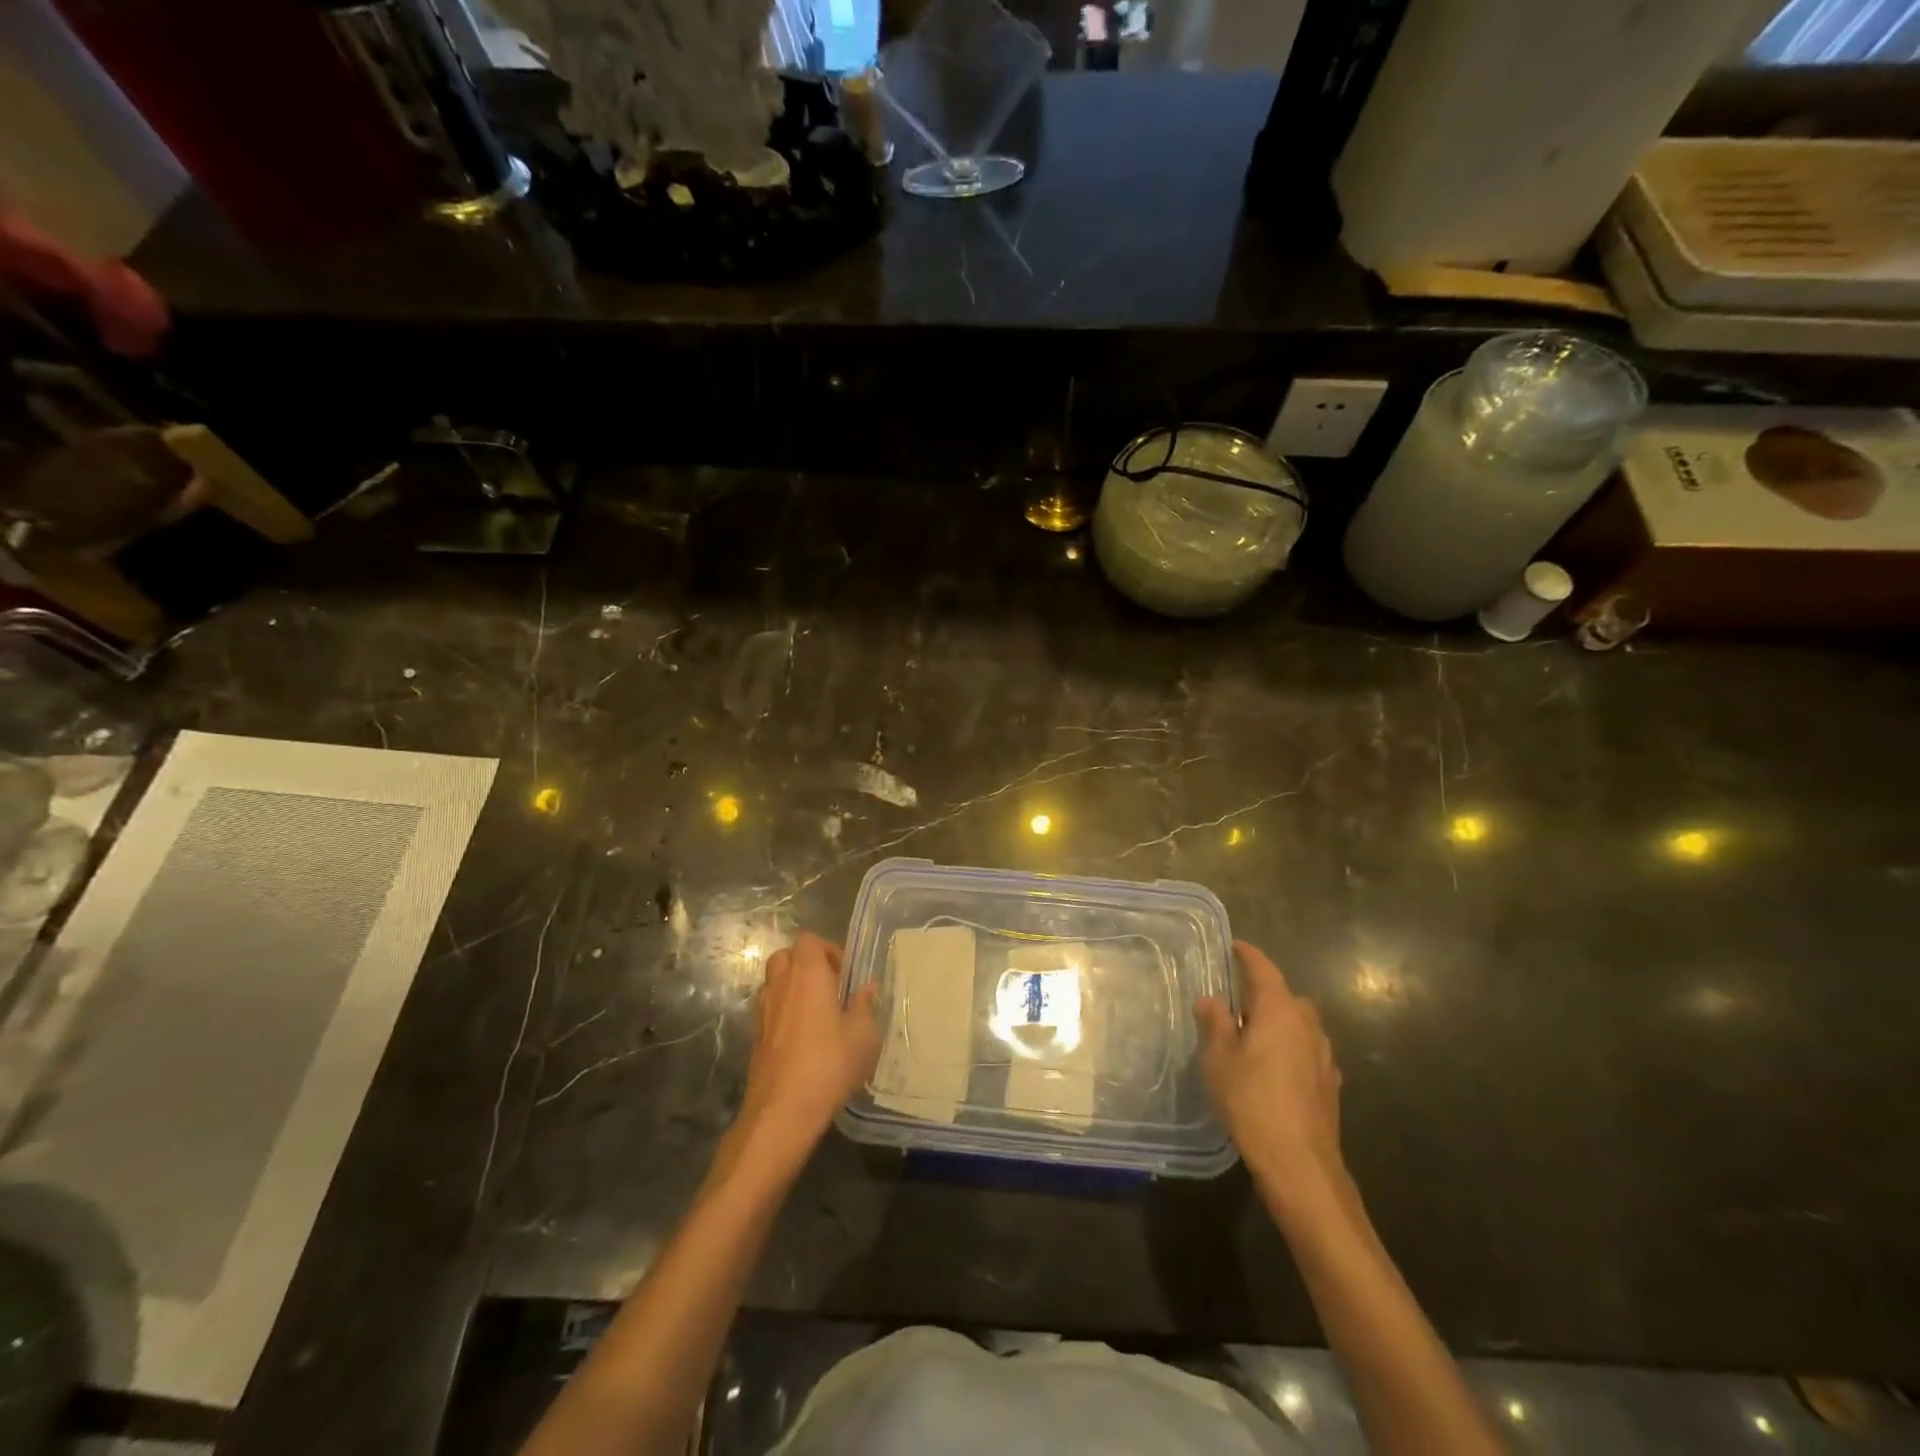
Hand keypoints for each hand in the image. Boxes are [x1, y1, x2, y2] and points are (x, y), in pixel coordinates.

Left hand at [730, 932, 880, 1178]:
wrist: (782, 1111)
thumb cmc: (829, 1065)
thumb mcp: (863, 1036)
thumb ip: (865, 1006)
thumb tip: (868, 987)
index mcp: (808, 975)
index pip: (808, 940)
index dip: (827, 949)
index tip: (844, 974)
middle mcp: (781, 985)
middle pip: (786, 956)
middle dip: (806, 965)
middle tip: (830, 988)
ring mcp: (763, 1011)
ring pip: (774, 982)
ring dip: (793, 988)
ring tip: (817, 1013)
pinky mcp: (755, 1037)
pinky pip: (769, 1009)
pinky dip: (783, 1012)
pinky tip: (803, 1038)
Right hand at [1196, 942, 1345, 1208]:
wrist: (1299, 1162)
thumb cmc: (1252, 1101)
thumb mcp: (1219, 1059)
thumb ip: (1216, 1023)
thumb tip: (1211, 999)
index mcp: (1279, 1010)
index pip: (1264, 969)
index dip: (1248, 955)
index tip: (1235, 946)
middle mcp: (1307, 1024)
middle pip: (1286, 996)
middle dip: (1265, 994)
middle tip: (1237, 1001)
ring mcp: (1323, 1055)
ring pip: (1300, 1024)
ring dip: (1280, 1023)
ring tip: (1254, 1036)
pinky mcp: (1330, 1083)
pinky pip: (1308, 1051)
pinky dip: (1291, 1049)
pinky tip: (1276, 1068)